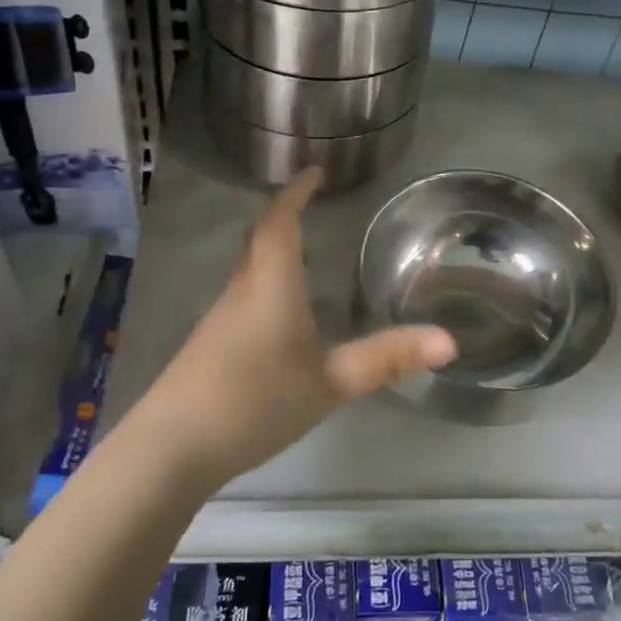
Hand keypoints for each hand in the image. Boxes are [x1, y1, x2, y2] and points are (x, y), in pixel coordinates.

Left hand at [144, 169, 455, 485]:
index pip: (280, 221)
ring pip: (250, 271)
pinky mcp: (208, 346)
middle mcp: (242, 291)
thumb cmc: (256, 401)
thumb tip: (449, 341)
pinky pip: (243, 299)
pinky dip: (266, 288)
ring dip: (274, 253)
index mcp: (271, 284)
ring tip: (306, 257)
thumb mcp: (331, 383)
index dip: (296, 193)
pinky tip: (280, 319)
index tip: (315, 172)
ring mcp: (219, 319)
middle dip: (286, 219)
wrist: (171, 448)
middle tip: (314, 209)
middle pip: (261, 241)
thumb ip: (387, 359)